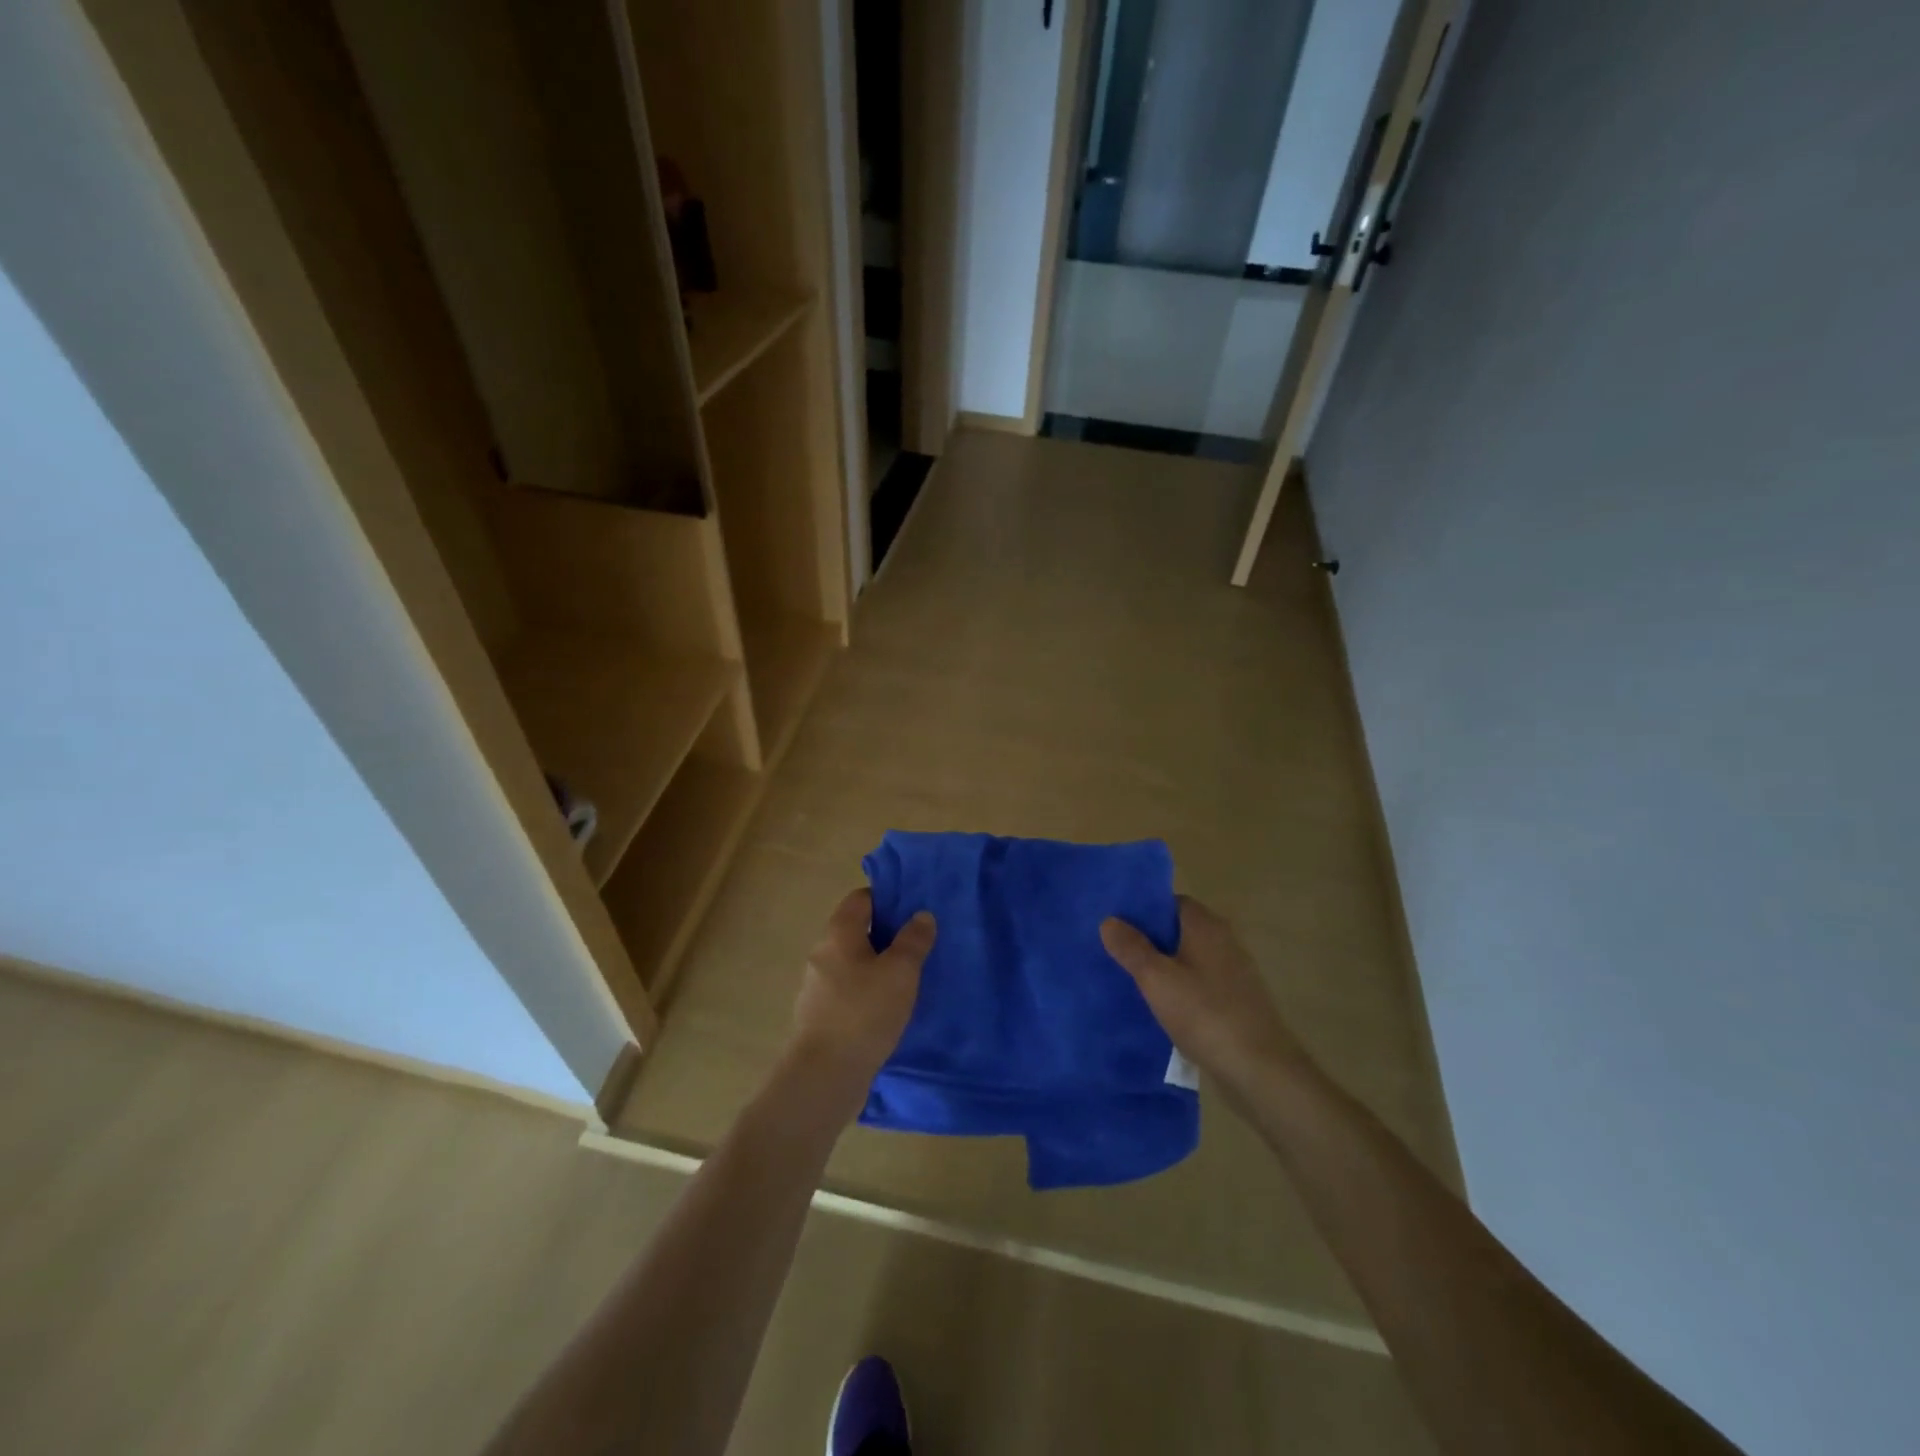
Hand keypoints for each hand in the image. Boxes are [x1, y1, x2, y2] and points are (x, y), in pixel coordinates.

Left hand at [788, 889, 935, 1096]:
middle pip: (856, 931)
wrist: (824, 1075)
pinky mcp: (820, 1017)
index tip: (913, 910)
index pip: (860, 899)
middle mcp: (823, 953)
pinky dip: (868, 993)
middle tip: (918, 946)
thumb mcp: (900, 972)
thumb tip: (921, 915)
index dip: (886, 899)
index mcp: (838, 933)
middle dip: (886, 935)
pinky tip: (888, 1010)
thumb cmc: (864, 1012)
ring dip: (877, 967)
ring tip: (908, 980)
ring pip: (853, 964)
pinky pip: (848, 992)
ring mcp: (817, 987)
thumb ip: (913, 941)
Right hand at [1100, 897, 1306, 1101]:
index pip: (1170, 902)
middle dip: (1148, 940)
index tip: (1115, 924)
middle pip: (1178, 930)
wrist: (1259, 1069)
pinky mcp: (1236, 1001)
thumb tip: (1109, 920)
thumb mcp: (1156, 979)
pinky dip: (1179, 990)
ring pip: (1188, 959)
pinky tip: (1159, 1008)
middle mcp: (1223, 941)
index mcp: (1205, 926)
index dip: (1142, 911)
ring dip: (1163, 967)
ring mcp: (1233, 972)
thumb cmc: (1205, 1014)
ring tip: (1129, 980)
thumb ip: (1131, 947)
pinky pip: (1199, 984)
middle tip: (1113, 953)